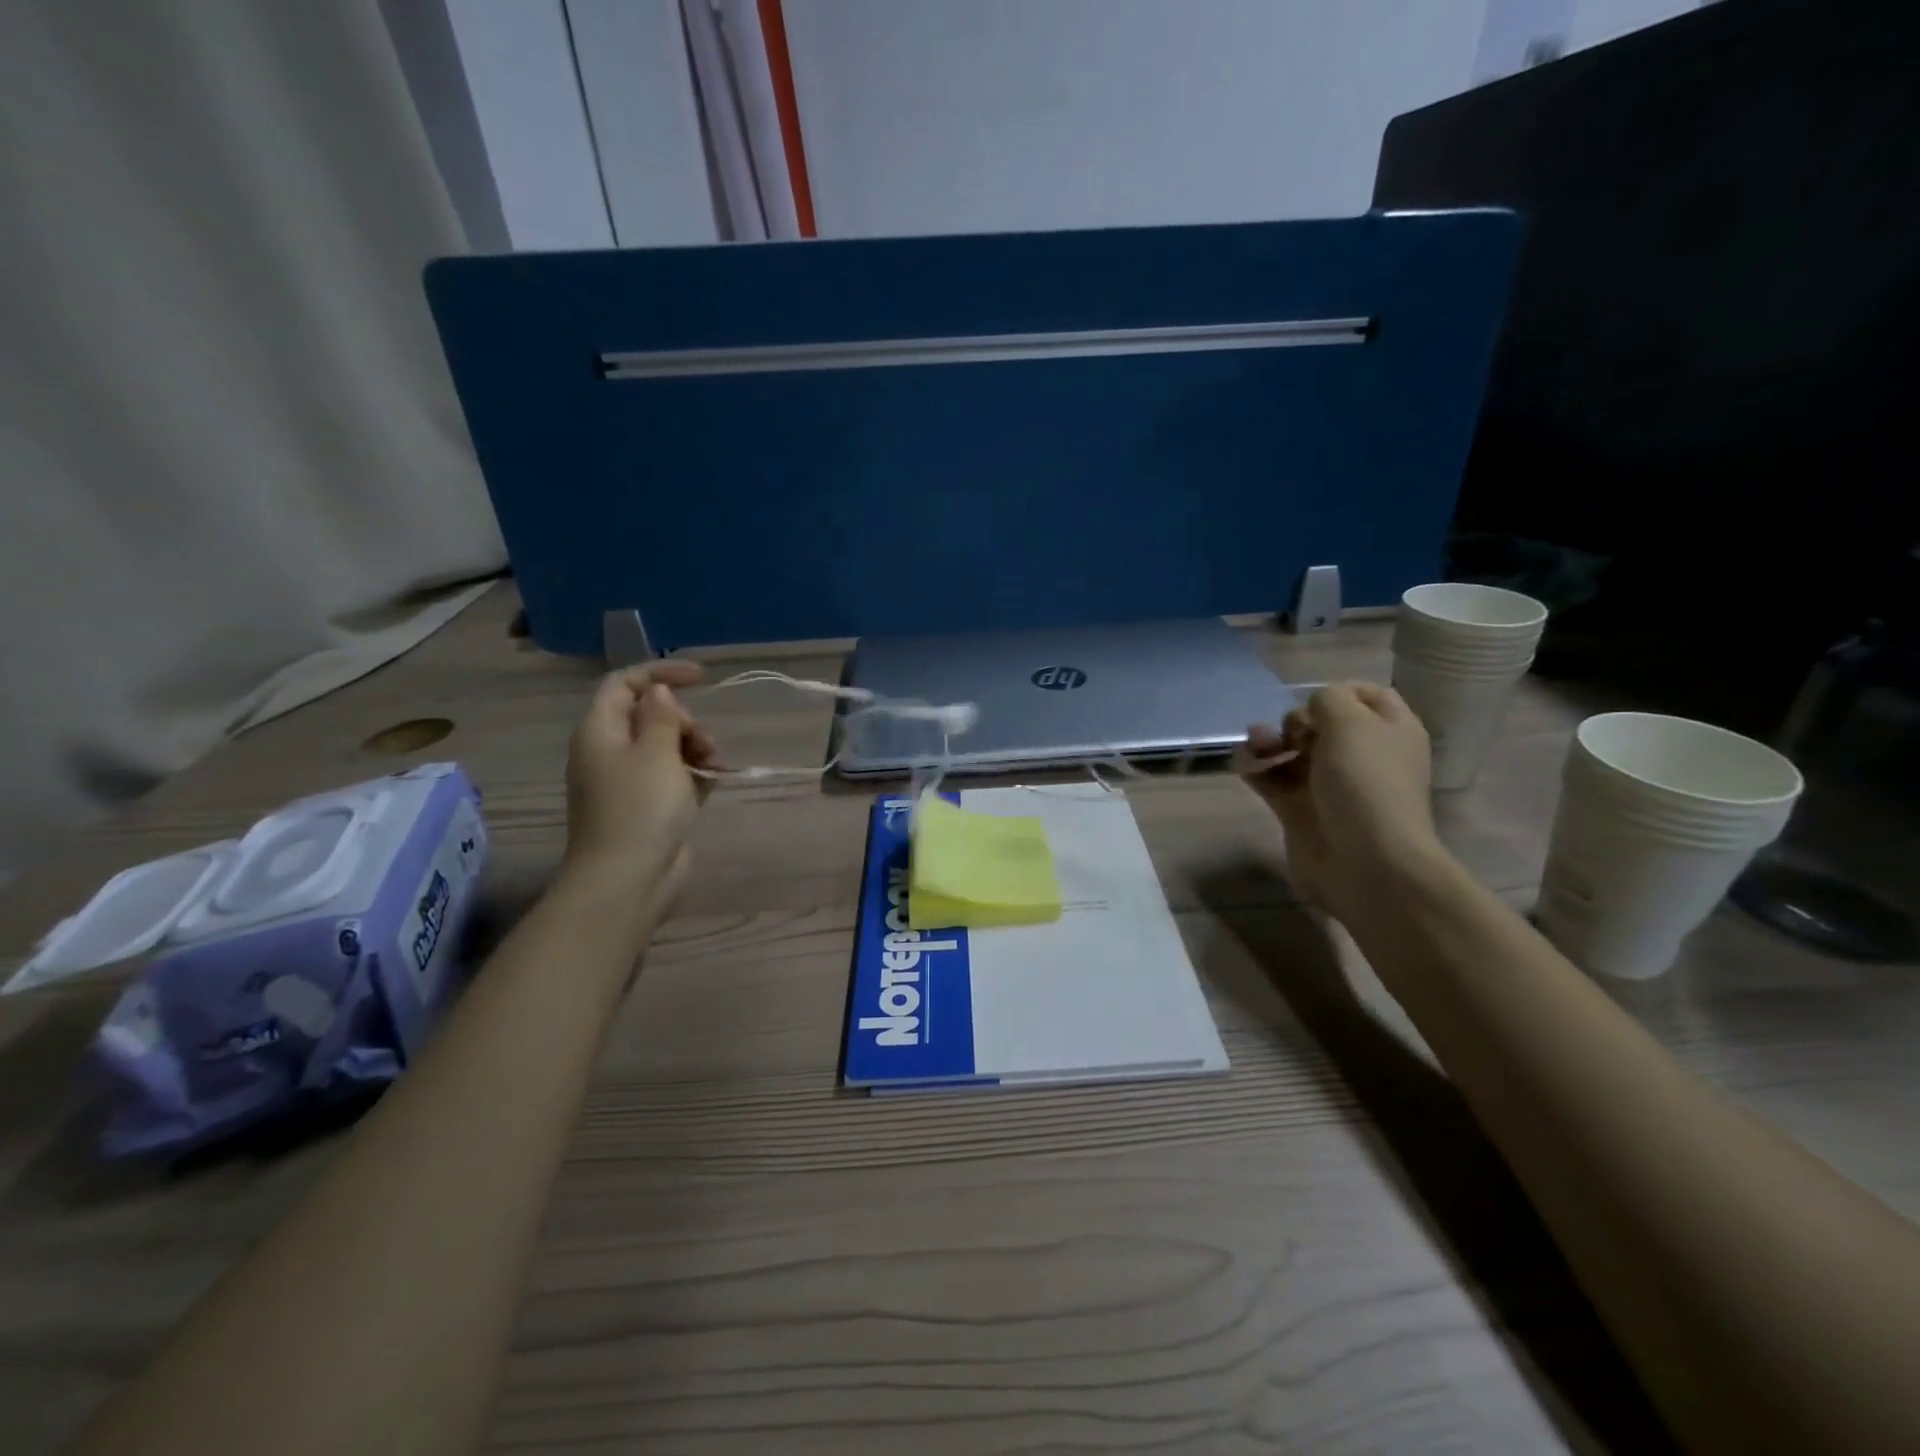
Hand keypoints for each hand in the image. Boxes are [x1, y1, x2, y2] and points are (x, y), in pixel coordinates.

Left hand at [563, 662, 718, 895]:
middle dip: (685, 720)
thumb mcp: (656, 751)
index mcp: (601, 731)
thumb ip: (662, 716)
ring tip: (714, 766)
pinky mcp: (649, 807)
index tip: (701, 677)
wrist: (628, 879)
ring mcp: (629, 782)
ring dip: (695, 747)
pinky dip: (694, 774)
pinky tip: (714, 781)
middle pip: (650, 715)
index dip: (661, 673)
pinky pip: (674, 776)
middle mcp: (610, 752)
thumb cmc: (640, 808)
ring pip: (667, 747)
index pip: (625, 684)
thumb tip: (658, 693)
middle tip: (702, 741)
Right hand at [1236, 682, 1445, 919]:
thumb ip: (1327, 700)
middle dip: (1295, 720)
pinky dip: (1256, 769)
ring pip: (1292, 751)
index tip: (1313, 700)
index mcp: (1390, 731)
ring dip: (1269, 742)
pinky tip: (1243, 764)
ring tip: (1255, 745)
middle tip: (1291, 735)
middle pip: (1321, 724)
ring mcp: (1329, 785)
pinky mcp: (1301, 809)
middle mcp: (1362, 755)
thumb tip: (1310, 713)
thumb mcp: (1351, 722)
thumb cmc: (1365, 783)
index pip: (1366, 696)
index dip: (1338, 691)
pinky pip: (1272, 780)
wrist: (1366, 862)